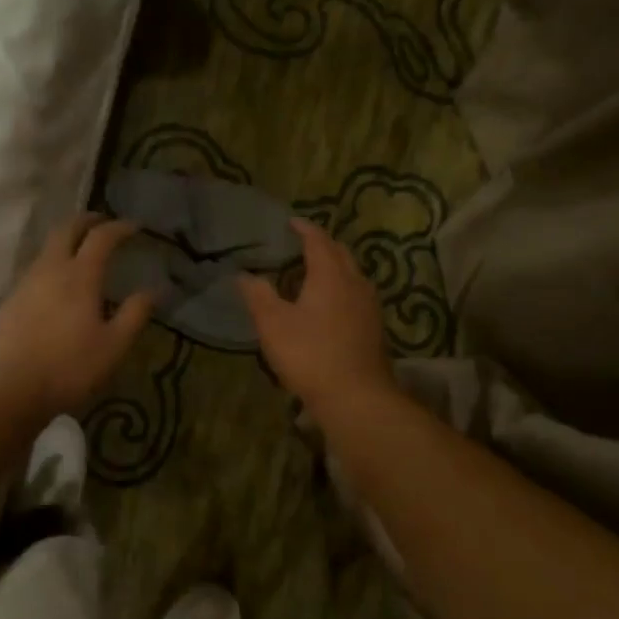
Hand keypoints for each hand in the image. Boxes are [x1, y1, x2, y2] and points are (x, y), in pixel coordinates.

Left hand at [0, 214, 156, 418]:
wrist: (12, 390)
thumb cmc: (71, 368)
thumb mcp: (114, 345)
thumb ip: (135, 313)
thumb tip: (155, 289)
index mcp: (79, 276)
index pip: (101, 237)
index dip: (120, 227)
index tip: (135, 227)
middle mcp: (50, 270)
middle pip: (66, 230)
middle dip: (87, 220)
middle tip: (103, 222)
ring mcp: (25, 284)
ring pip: (47, 249)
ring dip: (67, 241)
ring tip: (82, 251)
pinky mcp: (11, 301)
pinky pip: (35, 270)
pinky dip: (52, 264)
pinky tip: (58, 285)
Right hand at [238, 219, 396, 412]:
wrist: (356, 396)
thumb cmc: (310, 354)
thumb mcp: (273, 324)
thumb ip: (258, 296)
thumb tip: (244, 275)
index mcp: (330, 275)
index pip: (318, 240)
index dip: (304, 229)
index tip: (291, 223)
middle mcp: (355, 282)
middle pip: (340, 253)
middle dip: (322, 245)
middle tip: (302, 245)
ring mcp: (369, 306)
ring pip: (352, 274)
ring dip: (334, 267)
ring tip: (315, 272)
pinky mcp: (374, 327)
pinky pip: (357, 295)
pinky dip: (342, 288)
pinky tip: (331, 304)